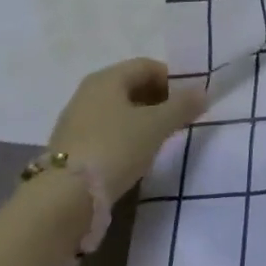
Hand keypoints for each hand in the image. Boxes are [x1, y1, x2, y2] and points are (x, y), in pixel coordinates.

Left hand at [48, 58, 207, 200]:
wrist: (63, 200)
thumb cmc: (115, 148)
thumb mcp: (157, 125)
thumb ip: (183, 105)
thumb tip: (203, 91)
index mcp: (107, 78)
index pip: (147, 66)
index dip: (172, 79)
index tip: (189, 101)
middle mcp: (88, 93)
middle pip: (131, 86)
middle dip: (158, 99)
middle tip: (178, 120)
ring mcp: (75, 121)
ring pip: (118, 110)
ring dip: (142, 119)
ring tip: (159, 140)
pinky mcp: (69, 148)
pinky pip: (105, 131)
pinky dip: (124, 137)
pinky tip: (133, 156)